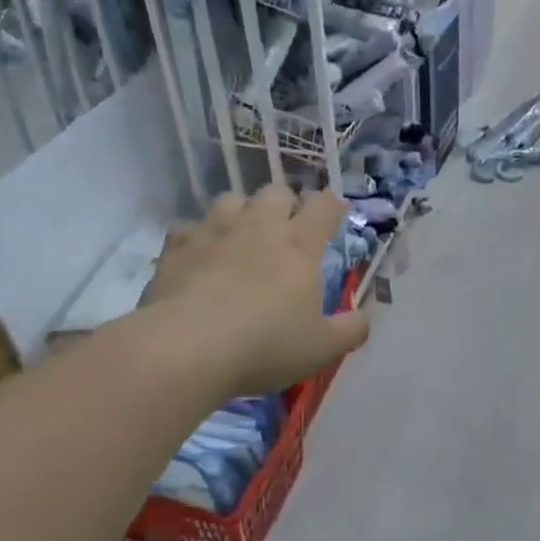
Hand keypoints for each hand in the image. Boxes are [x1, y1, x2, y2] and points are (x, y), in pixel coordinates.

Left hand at [123, 186, 368, 397]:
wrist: (186, 348)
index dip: (332, 205)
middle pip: (276, 192)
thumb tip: (363, 319)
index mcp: (299, 244)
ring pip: (230, 199)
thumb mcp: (322, 347)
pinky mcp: (176, 247)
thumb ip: (350, 330)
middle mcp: (258, 227)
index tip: (335, 214)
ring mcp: (213, 232)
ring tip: (241, 235)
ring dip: (241, 211)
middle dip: (285, 204)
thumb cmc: (265, 344)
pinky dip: (197, 236)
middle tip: (287, 228)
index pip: (323, 205)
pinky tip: (199, 256)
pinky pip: (188, 227)